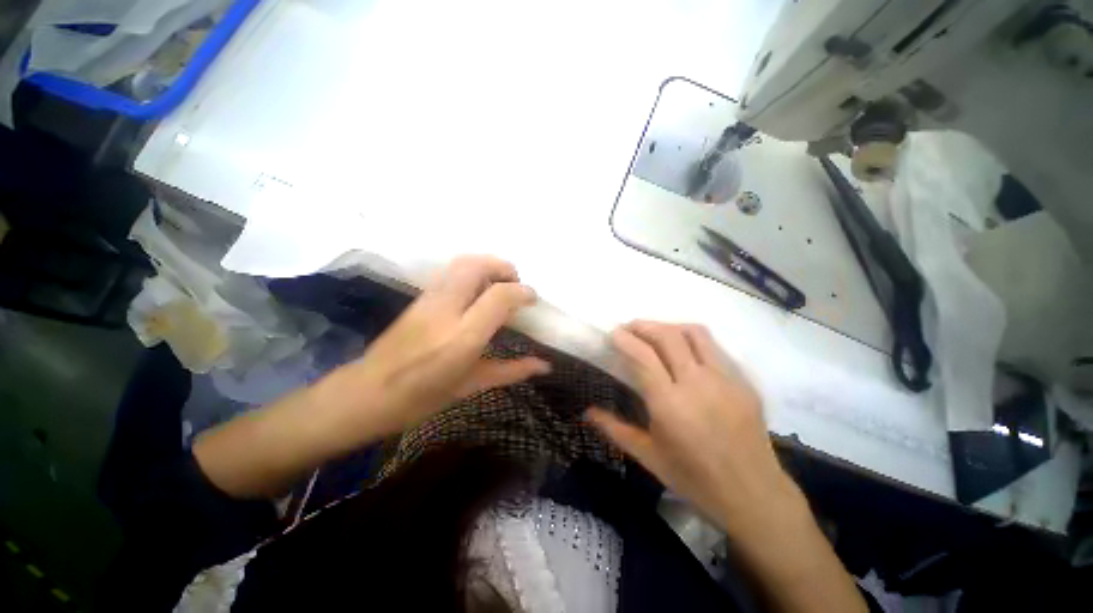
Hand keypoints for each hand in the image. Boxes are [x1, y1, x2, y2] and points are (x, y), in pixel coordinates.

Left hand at [340, 255, 550, 436]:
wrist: (366, 393)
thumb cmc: (422, 398)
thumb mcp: (472, 386)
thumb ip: (512, 371)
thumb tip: (545, 365)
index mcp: (462, 337)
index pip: (498, 297)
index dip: (522, 292)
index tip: (532, 299)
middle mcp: (445, 311)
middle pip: (477, 266)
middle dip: (503, 267)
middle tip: (515, 284)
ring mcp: (428, 300)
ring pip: (461, 263)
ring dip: (487, 265)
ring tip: (499, 284)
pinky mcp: (418, 297)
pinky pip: (450, 272)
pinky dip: (472, 271)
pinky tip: (477, 291)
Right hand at [586, 321, 800, 530]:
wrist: (754, 495)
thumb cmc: (694, 479)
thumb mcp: (648, 457)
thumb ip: (614, 429)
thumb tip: (587, 412)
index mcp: (670, 404)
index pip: (643, 355)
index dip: (625, 339)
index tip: (613, 334)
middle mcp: (698, 384)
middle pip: (668, 336)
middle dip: (643, 325)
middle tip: (629, 329)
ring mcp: (725, 379)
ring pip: (695, 334)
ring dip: (669, 326)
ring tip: (655, 334)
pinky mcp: (744, 382)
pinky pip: (715, 348)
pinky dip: (692, 341)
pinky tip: (685, 353)